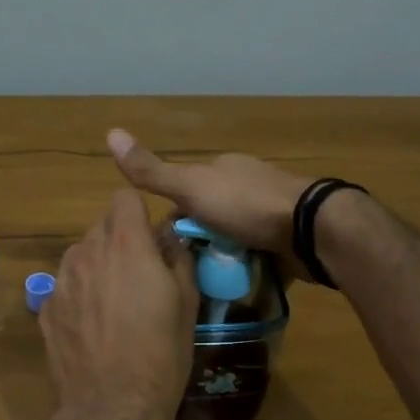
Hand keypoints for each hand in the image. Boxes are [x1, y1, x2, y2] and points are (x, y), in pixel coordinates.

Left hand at [42, 190, 198, 419]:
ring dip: (98, 266)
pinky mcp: (45, 308)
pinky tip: (93, 328)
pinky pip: (66, 285)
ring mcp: (61, 280)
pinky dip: (80, 295)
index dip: (139, 213)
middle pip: (102, 226)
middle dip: (121, 241)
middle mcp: (87, 252)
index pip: (124, 197)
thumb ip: (178, 259)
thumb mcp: (187, 304)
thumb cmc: (161, 355)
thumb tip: (170, 237)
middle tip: (139, 276)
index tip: (151, 239)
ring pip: (81, 255)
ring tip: (114, 304)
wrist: (110, 407)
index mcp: (126, 245)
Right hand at [107, 129, 311, 279]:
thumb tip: (110, 132)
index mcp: (225, 169)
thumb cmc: (246, 205)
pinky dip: (248, 268)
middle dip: (199, 240)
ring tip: (207, 286)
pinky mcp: (289, 240)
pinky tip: (237, 287)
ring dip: (223, 257)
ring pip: (235, 237)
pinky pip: (260, 255)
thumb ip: (152, 171)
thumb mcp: (191, 188)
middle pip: (212, 217)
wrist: (310, 229)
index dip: (173, 218)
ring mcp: (272, 213)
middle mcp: (248, 186)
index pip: (187, 192)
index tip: (164, 247)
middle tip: (184, 272)